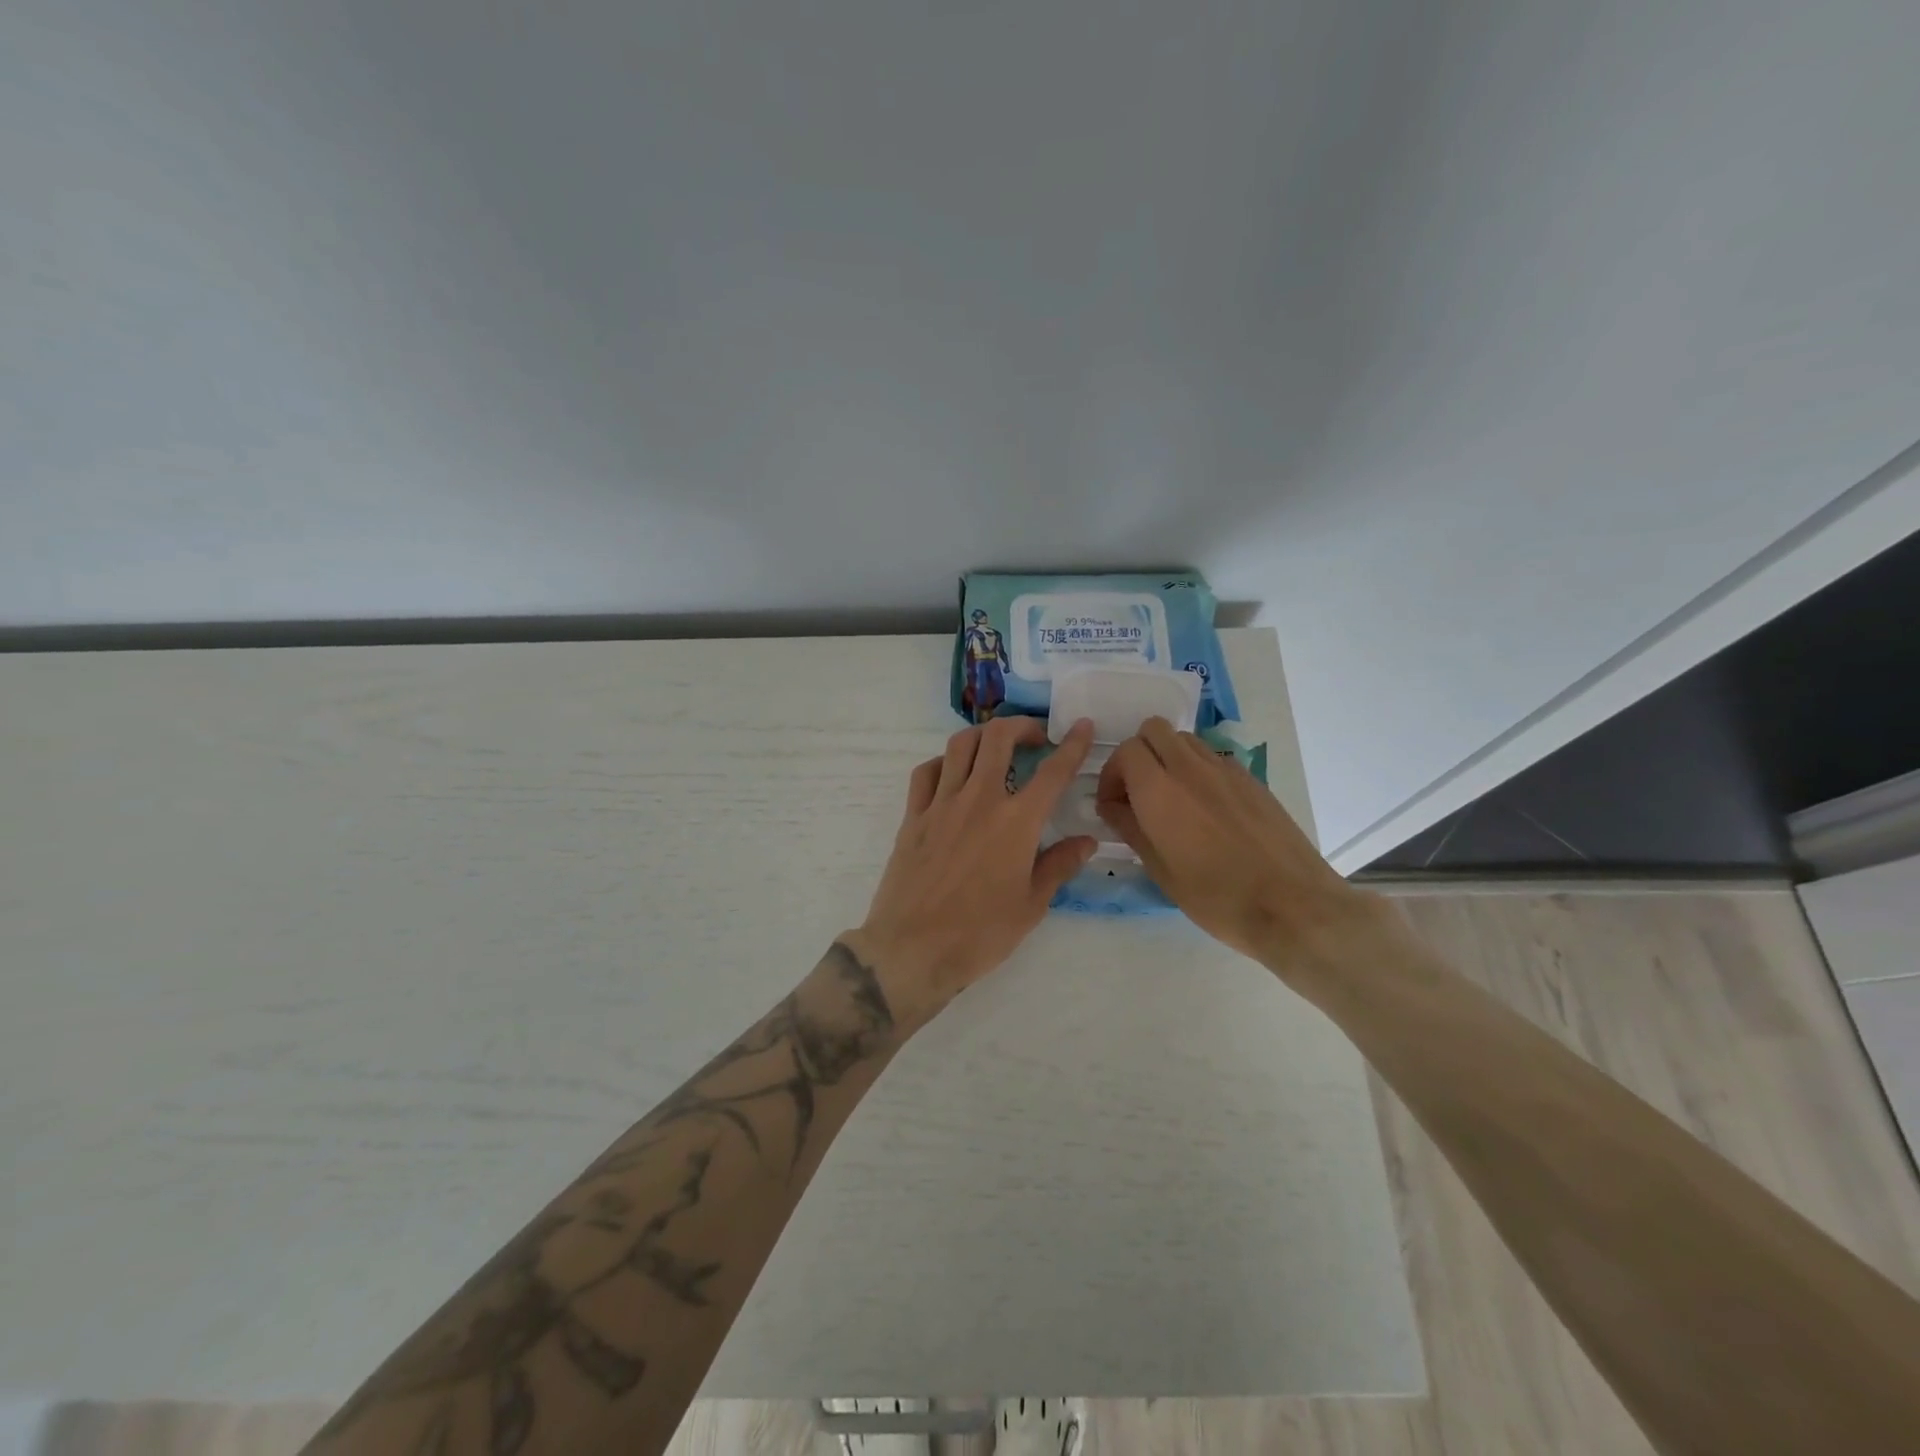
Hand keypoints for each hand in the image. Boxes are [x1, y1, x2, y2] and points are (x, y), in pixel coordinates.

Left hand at [846, 716, 1096, 1029]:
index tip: (1082, 726)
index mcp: (1016, 822)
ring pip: (960, 745)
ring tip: (995, 746)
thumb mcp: (1031, 905)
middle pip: (998, 738)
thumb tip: (1087, 841)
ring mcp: (941, 804)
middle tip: (1034, 737)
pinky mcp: (913, 816)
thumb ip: (1059, 865)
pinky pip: (926, 772)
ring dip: (983, 735)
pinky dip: (943, 762)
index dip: (1072, 744)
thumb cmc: (980, 934)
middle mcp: (979, 800)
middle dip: (1021, 726)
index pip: (1052, 772)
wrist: (913, 949)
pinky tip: (952, 774)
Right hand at [1095, 717, 1387, 976]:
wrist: (1292, 905)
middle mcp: (1190, 768)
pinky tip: (1205, 808)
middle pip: (1153, 730)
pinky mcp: (1251, 779)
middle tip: (1138, 792)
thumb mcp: (1160, 870)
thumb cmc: (1217, 897)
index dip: (1112, 774)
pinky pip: (1212, 757)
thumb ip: (1130, 828)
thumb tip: (1112, 806)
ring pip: (1184, 739)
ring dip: (1167, 758)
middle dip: (1137, 754)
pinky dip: (1197, 769)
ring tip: (1171, 798)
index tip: (1114, 805)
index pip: (1125, 751)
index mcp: (1160, 790)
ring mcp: (1225, 769)